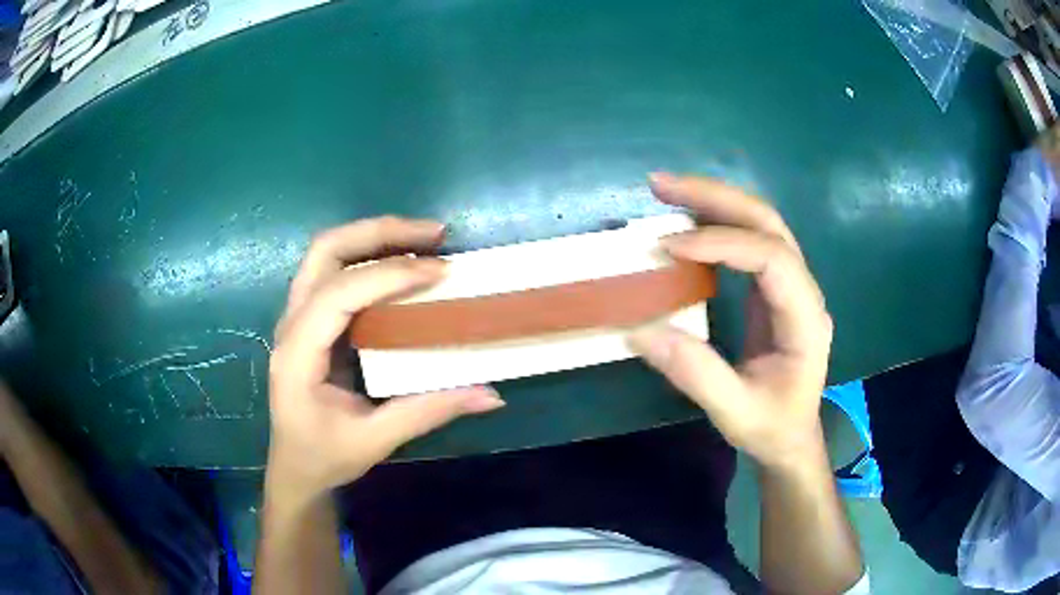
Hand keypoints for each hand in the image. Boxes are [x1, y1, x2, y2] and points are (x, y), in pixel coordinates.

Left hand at [268, 217, 503, 499]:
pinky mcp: (311, 319)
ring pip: (327, 253)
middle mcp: (291, 324)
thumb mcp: (375, 440)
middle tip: (433, 234)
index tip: (441, 270)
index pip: (339, 294)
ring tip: (423, 238)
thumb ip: (428, 412)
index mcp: (298, 353)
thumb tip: (490, 394)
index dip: (390, 275)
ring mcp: (297, 317)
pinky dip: (369, 255)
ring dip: (374, 236)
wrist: (295, 468)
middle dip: (379, 232)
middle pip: (325, 251)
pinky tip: (402, 262)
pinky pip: (335, 270)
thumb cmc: (325, 456)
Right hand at [630, 174, 832, 469]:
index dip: (723, 243)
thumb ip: (696, 374)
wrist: (792, 437)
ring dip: (713, 200)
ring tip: (664, 190)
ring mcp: (790, 285)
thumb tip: (640, 329)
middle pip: (768, 222)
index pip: (772, 258)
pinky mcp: (773, 288)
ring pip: (760, 222)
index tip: (669, 247)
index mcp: (805, 319)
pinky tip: (683, 219)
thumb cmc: (771, 427)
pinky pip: (748, 240)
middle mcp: (804, 290)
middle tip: (661, 186)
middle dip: (715, 198)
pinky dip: (714, 221)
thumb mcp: (734, 412)